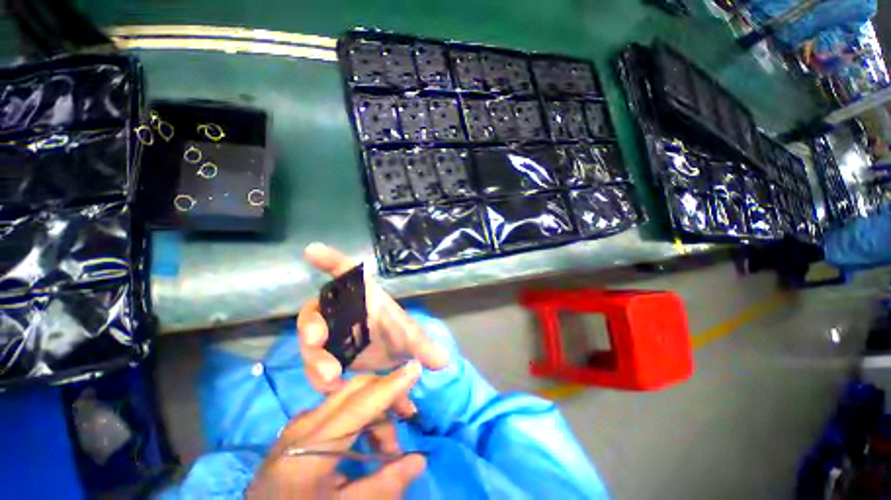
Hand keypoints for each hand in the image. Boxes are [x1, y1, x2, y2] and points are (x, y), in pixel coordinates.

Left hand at [247, 362, 425, 497]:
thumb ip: (382, 486)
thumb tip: (419, 459)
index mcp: (309, 446)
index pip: (360, 403)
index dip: (391, 385)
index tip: (416, 367)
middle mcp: (305, 424)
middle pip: (356, 389)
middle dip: (388, 395)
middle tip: (408, 417)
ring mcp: (302, 423)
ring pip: (350, 397)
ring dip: (376, 412)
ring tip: (387, 447)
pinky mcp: (302, 427)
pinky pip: (341, 408)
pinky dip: (362, 418)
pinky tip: (368, 441)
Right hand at [298, 243, 448, 394]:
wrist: (390, 356)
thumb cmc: (397, 333)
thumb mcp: (410, 336)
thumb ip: (423, 346)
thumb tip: (444, 360)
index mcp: (364, 294)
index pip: (346, 273)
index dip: (330, 260)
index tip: (314, 250)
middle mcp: (342, 309)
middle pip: (317, 310)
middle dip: (312, 325)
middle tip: (316, 340)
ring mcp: (330, 332)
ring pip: (310, 340)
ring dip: (314, 358)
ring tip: (331, 378)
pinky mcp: (325, 353)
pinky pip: (313, 362)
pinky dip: (317, 375)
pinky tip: (330, 388)